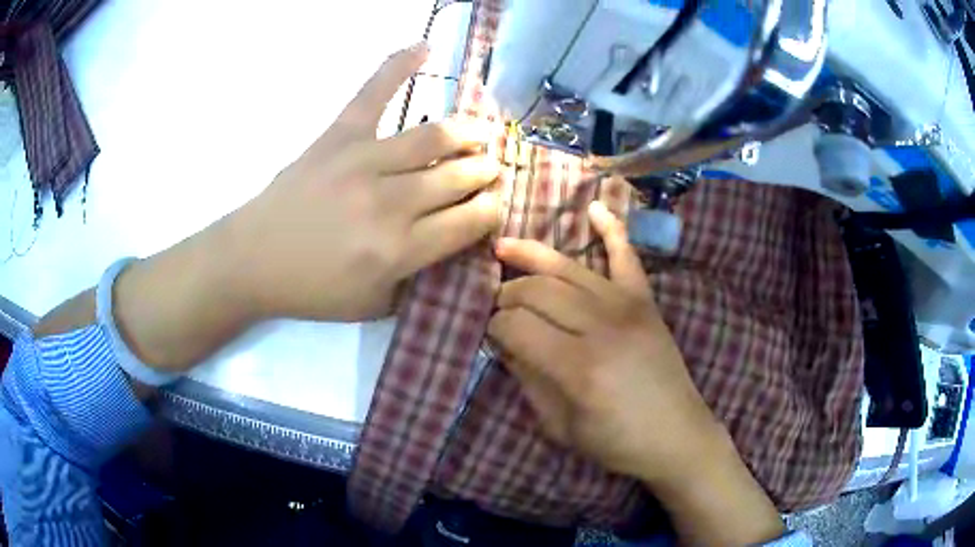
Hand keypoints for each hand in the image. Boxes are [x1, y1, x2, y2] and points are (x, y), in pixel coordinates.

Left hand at [231, 42, 499, 320]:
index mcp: (399, 250)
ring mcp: (363, 161)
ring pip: (436, 136)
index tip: (494, 205)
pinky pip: (374, 92)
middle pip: (460, 176)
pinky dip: (398, 65)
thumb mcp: (373, 305)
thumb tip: (455, 246)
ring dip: (469, 133)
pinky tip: (424, 46)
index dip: (492, 210)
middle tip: (490, 171)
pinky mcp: (339, 135)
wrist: (252, 259)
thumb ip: (419, 280)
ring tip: (481, 134)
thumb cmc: (312, 289)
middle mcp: (390, 202)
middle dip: (486, 173)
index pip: (470, 220)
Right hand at [487, 201, 721, 484]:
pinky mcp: (646, 302)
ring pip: (568, 269)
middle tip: (495, 304)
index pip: (516, 327)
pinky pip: (627, 257)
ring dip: (531, 256)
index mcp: (577, 366)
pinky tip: (594, 206)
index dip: (493, 327)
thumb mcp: (559, 426)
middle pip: (538, 291)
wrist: (677, 436)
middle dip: (506, 293)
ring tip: (503, 248)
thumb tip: (503, 344)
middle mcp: (601, 326)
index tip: (488, 335)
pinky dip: (611, 229)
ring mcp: (628, 307)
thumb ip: (528, 380)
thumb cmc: (616, 442)